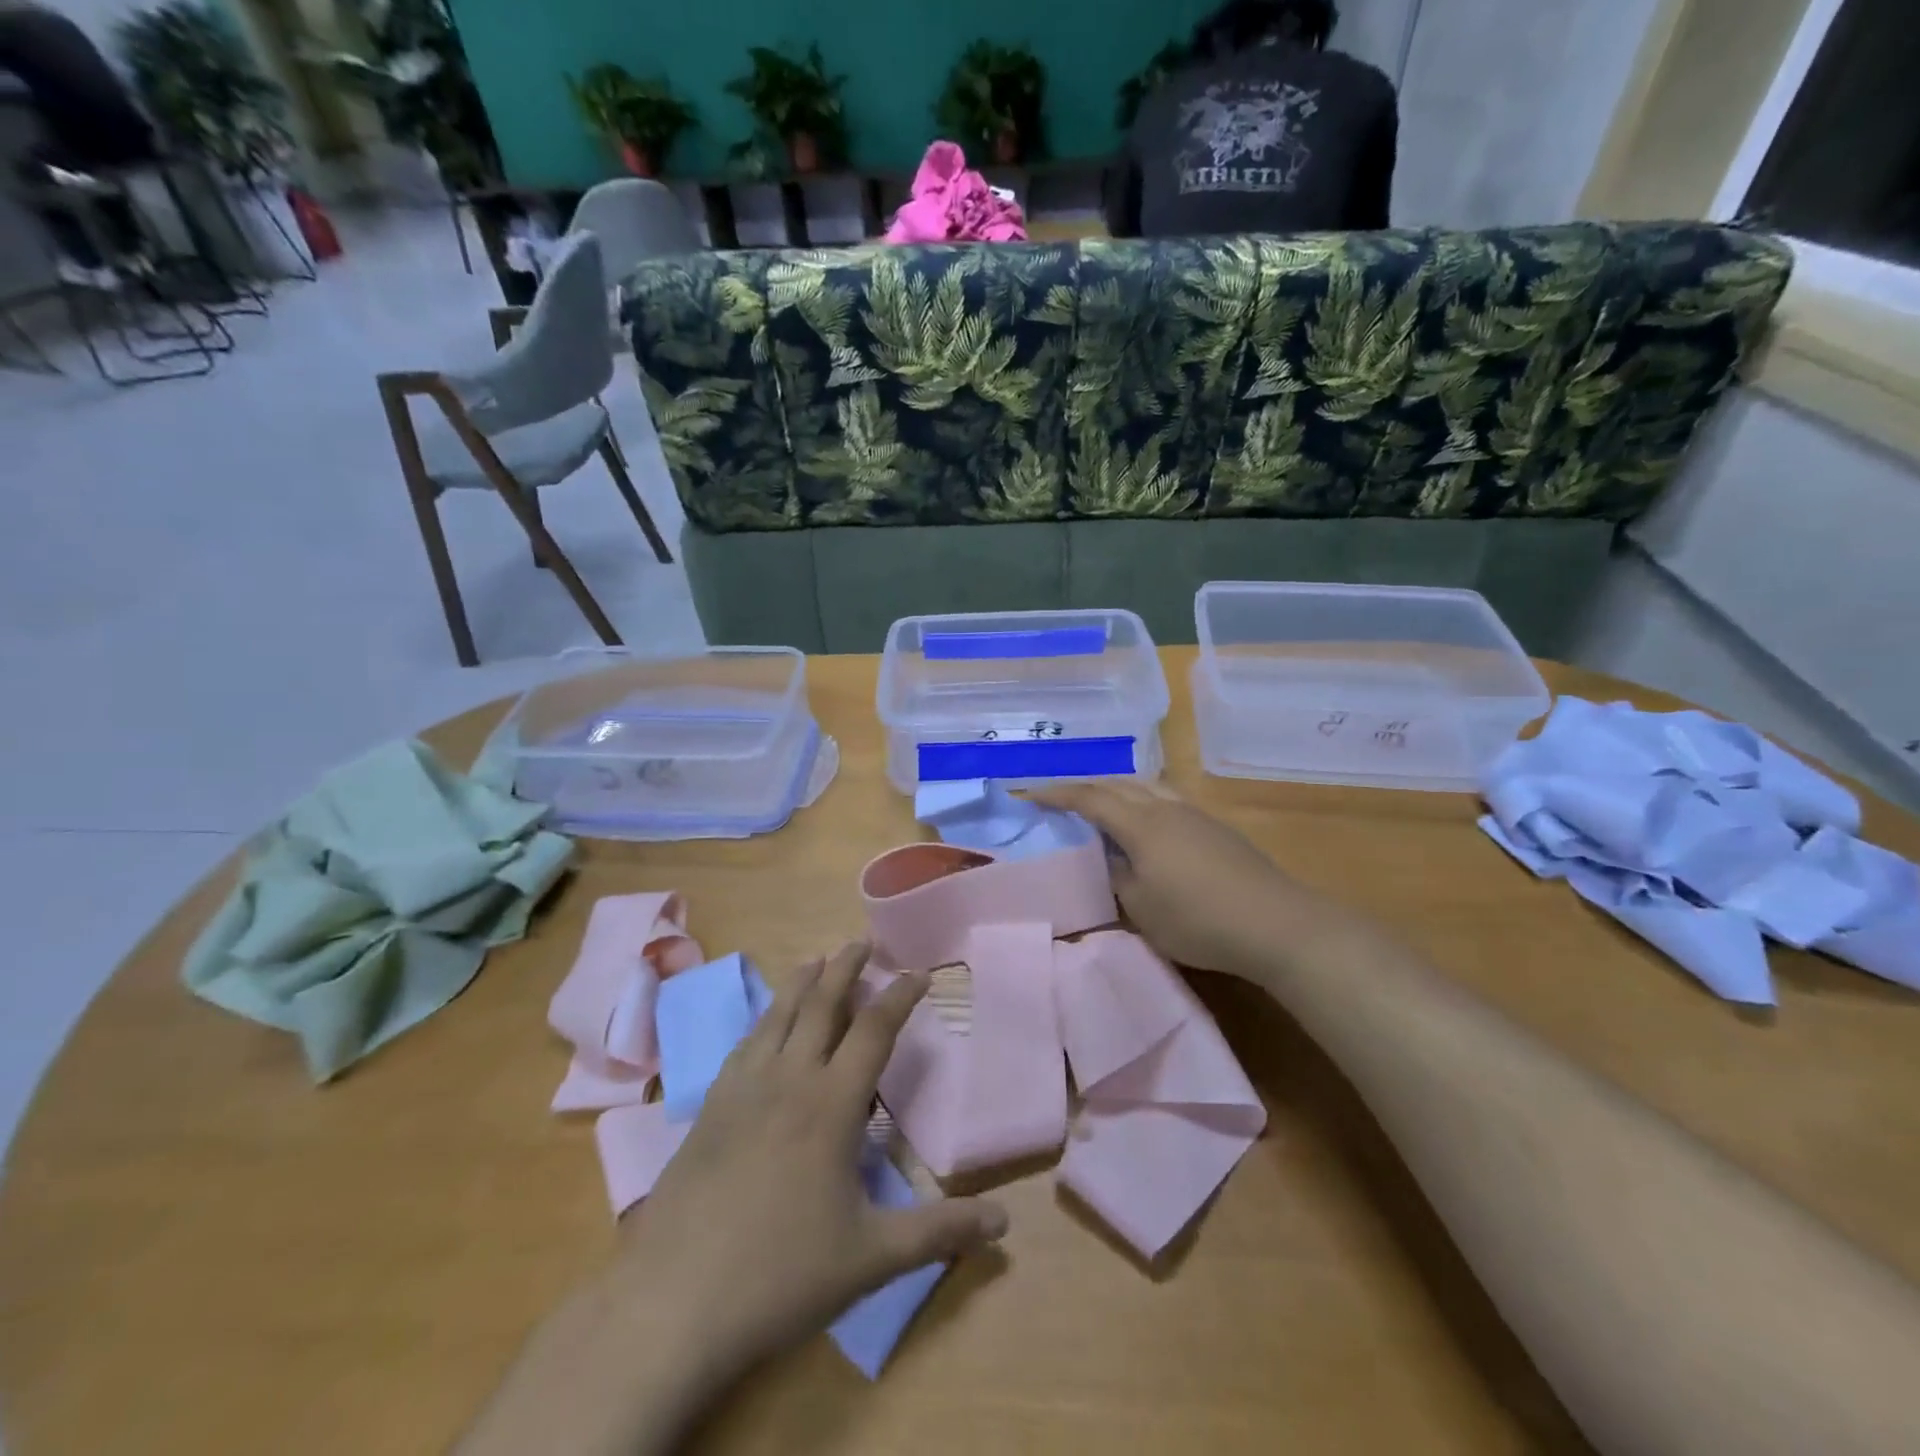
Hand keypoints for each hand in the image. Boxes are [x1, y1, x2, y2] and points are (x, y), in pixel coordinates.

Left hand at [615, 942, 1007, 1388]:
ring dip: (801, 982)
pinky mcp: (710, 1107)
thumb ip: (939, 1232)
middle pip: (821, 1004)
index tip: (920, 972)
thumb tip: (1005, 1223)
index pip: (874, 1030)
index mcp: (831, 1104)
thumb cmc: (780, 1275)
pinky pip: (744, 1043)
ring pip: (777, 1015)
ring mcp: (743, 1089)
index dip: (900, 996)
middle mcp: (788, 1079)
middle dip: (846, 968)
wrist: (672, 1302)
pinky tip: (764, 1023)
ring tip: (816, 959)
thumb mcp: (871, 1257)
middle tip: (862, 941)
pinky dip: (764, 1018)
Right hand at [1031, 779, 1342, 981]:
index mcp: (1141, 824)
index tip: (1028, 795)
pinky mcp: (1215, 827)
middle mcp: (1165, 807)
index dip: (1056, 794)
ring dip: (1116, 789)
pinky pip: (1165, 798)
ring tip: (1100, 804)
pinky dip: (1141, 799)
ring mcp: (1194, 814)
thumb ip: (1115, 876)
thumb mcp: (1141, 908)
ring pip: (1145, 786)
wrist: (1275, 923)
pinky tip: (1145, 821)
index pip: (1089, 798)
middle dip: (1083, 787)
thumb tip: (1105, 856)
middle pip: (1117, 783)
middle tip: (1059, 798)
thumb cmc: (1198, 920)